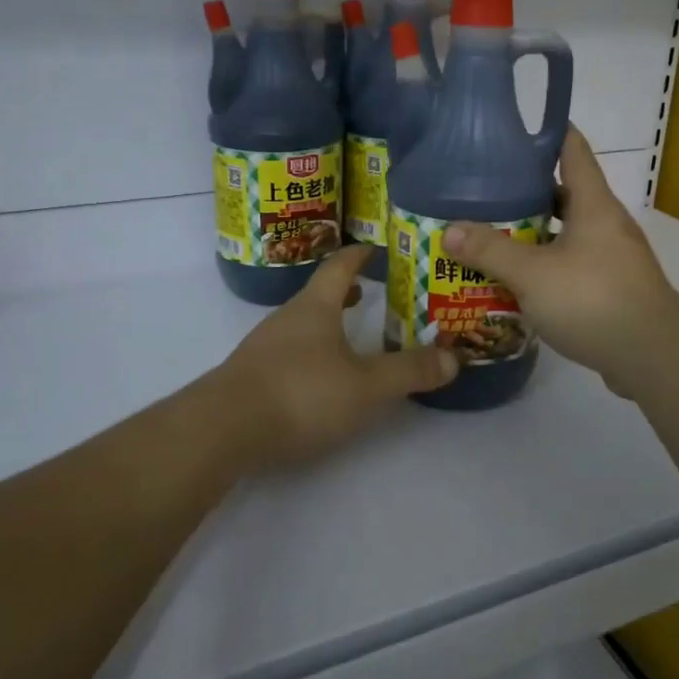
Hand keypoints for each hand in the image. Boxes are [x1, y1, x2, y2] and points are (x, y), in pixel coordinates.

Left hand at [216, 246, 458, 466]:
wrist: (223, 430)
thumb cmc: (301, 393)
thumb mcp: (366, 386)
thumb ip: (410, 371)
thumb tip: (455, 358)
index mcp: (315, 308)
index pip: (339, 266)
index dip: (360, 255)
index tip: (378, 248)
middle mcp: (287, 319)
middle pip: (318, 294)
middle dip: (345, 291)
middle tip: (371, 294)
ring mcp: (264, 347)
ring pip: (301, 324)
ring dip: (327, 323)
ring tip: (351, 336)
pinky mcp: (251, 376)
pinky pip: (288, 352)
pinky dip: (311, 351)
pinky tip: (319, 377)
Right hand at [440, 127, 678, 398]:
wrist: (653, 356)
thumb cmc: (593, 299)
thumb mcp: (533, 273)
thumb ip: (490, 251)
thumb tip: (449, 231)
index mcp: (593, 204)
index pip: (573, 149)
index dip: (547, 131)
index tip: (513, 127)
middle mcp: (606, 224)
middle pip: (564, 193)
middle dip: (525, 190)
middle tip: (482, 191)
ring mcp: (612, 258)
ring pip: (565, 233)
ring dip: (532, 234)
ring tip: (490, 236)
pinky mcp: (611, 289)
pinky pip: (571, 266)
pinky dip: (544, 267)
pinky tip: (516, 281)